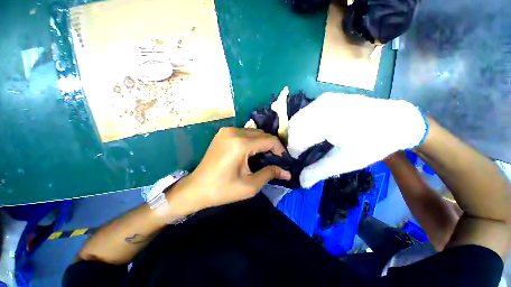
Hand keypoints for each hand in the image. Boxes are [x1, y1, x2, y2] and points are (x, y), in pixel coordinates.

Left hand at [170, 128, 290, 213]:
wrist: (196, 188)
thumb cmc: (222, 190)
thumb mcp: (250, 185)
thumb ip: (270, 174)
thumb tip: (287, 172)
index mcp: (240, 144)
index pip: (269, 140)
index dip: (280, 149)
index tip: (284, 159)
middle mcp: (234, 132)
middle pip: (261, 134)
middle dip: (271, 145)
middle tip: (276, 159)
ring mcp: (227, 131)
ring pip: (253, 132)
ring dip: (262, 142)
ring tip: (266, 156)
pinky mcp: (223, 133)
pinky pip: (244, 133)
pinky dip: (252, 140)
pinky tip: (253, 151)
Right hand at [287, 93, 427, 187]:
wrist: (398, 121)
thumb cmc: (371, 143)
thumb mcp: (344, 161)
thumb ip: (318, 171)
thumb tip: (300, 182)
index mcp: (321, 121)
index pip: (293, 138)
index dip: (293, 152)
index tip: (299, 161)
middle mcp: (317, 106)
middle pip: (293, 127)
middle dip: (294, 142)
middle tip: (303, 154)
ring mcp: (322, 100)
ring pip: (298, 120)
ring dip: (298, 134)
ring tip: (308, 145)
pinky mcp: (326, 99)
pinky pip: (306, 114)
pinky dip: (304, 126)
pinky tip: (314, 134)